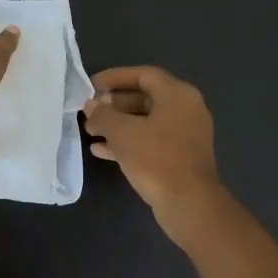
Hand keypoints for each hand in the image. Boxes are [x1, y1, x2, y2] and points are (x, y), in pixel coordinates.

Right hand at [82, 65, 227, 244]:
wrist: (188, 203)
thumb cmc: (156, 158)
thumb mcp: (122, 132)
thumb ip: (103, 114)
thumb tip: (91, 105)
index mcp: (177, 94)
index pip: (143, 74)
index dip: (114, 77)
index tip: (91, 86)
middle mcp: (185, 109)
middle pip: (144, 98)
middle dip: (113, 105)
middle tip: (89, 112)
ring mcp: (185, 134)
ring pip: (145, 122)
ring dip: (117, 125)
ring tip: (90, 132)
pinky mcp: (180, 157)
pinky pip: (150, 141)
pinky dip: (128, 142)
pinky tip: (101, 151)